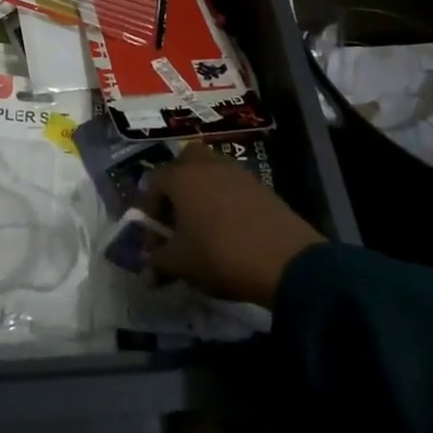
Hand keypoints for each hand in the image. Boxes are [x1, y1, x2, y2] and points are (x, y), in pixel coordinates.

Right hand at [146, 144, 325, 306]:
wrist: (286, 261)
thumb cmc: (220, 255)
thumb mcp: (181, 265)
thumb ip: (157, 263)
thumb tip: (147, 270)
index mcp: (181, 177)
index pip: (153, 182)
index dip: (150, 209)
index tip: (157, 237)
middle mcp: (206, 165)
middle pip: (184, 162)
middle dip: (177, 185)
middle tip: (179, 217)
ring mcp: (237, 172)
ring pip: (211, 170)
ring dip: (203, 190)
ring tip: (205, 225)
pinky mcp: (261, 185)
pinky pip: (233, 184)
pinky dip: (226, 199)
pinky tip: (231, 229)